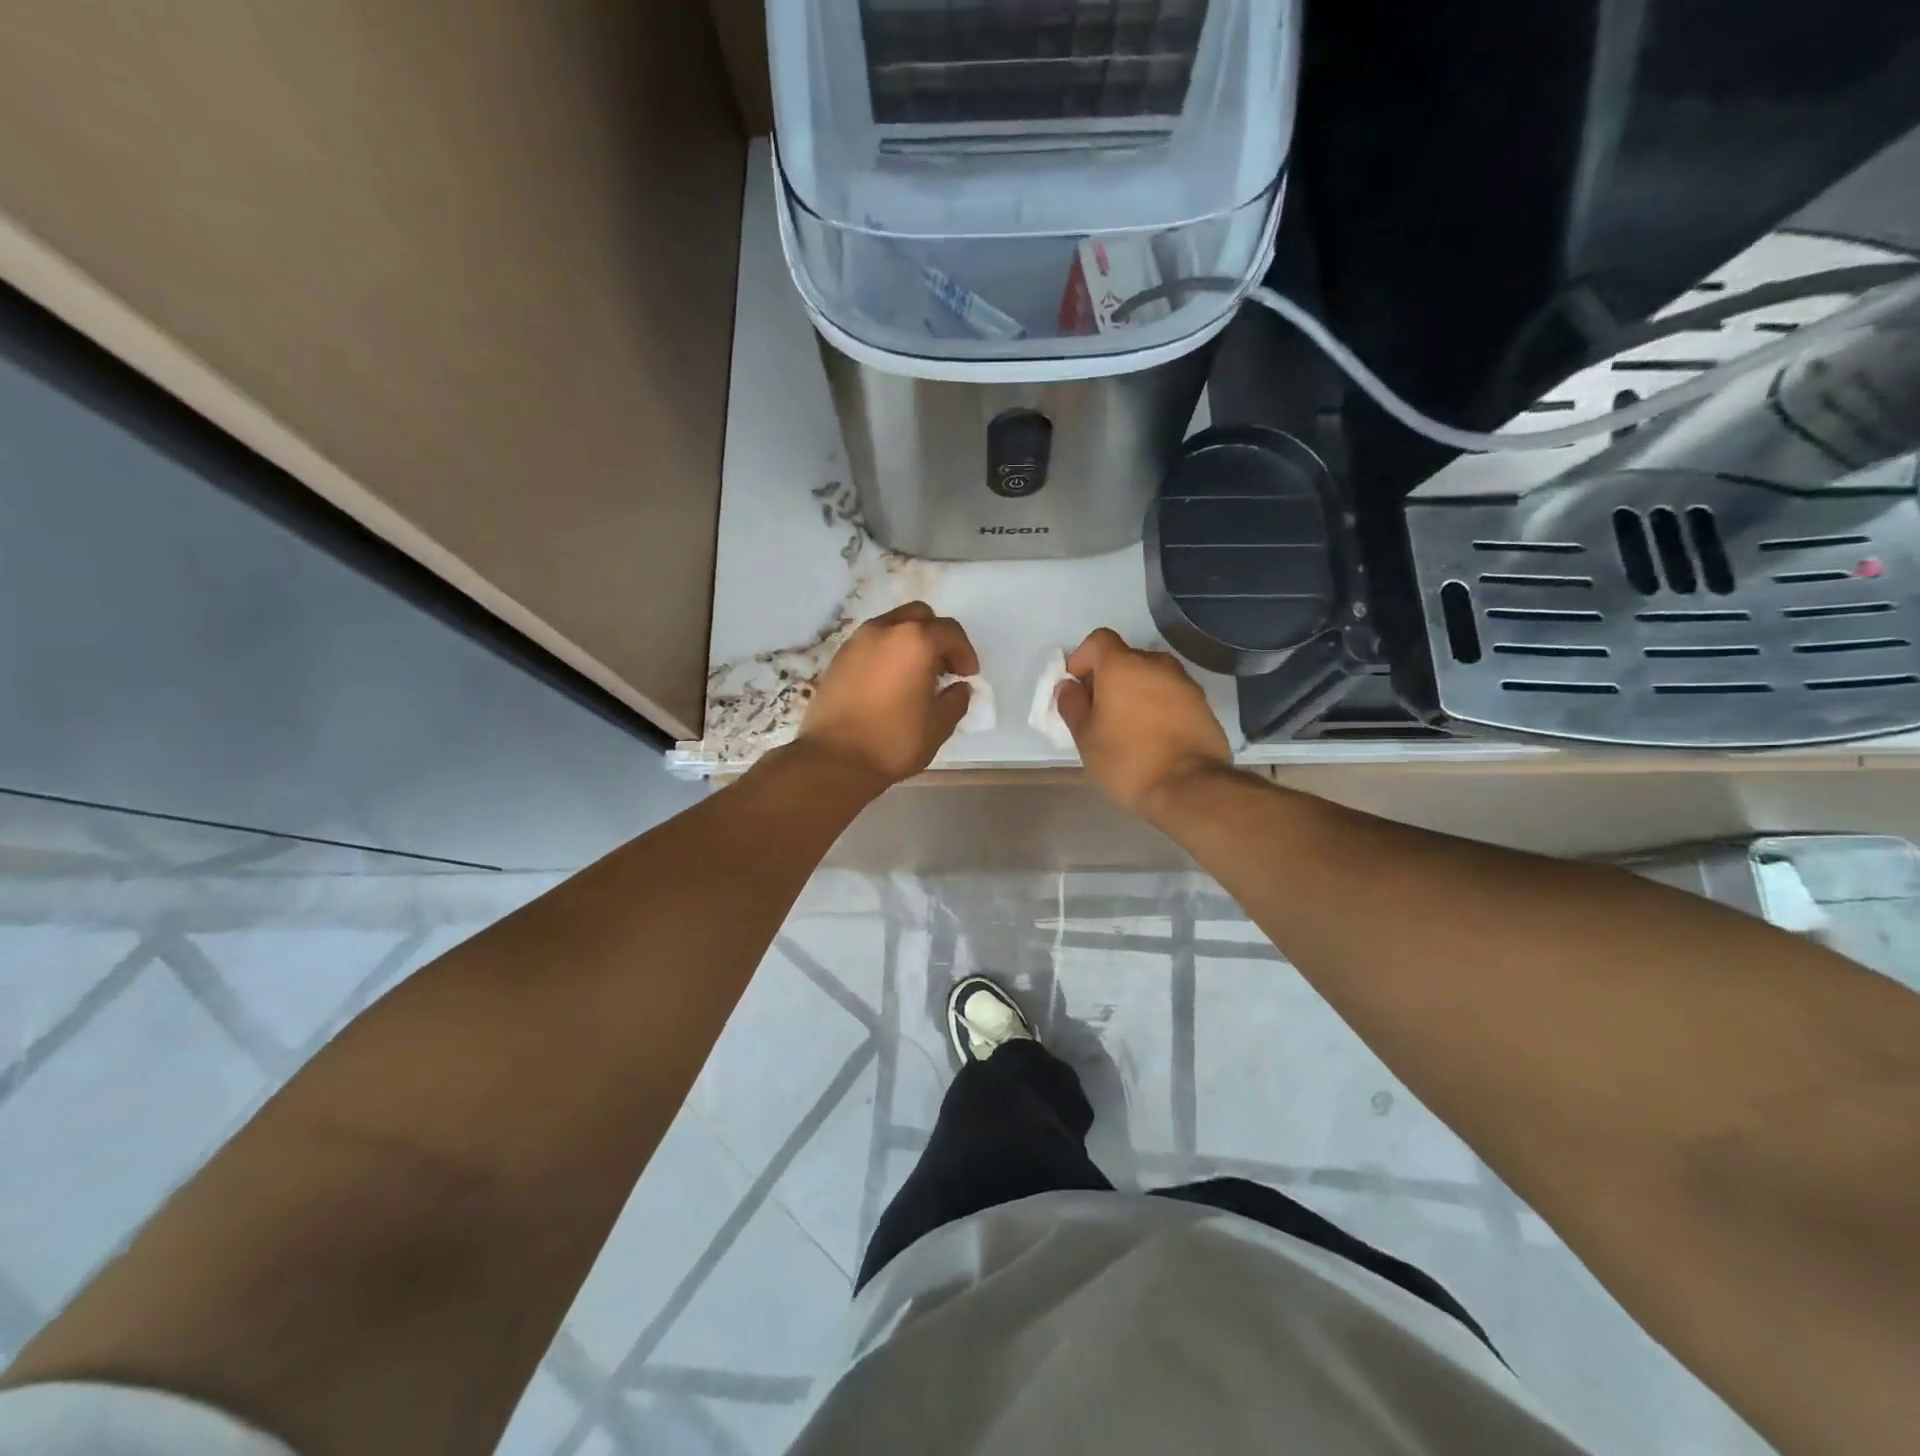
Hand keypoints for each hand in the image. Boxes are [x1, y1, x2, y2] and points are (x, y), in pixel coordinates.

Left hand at [796, 602, 978, 787]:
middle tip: (943, 668)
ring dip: (910, 643)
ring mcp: (857, 642)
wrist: (835, 759)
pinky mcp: (838, 658)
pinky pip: (871, 644)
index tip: (967, 676)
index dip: (965, 653)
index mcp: (915, 640)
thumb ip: (956, 700)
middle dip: (937, 637)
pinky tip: (890, 684)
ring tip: (916, 676)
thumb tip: (959, 688)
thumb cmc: (894, 741)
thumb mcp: (939, 725)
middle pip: (919, 616)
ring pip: (892, 626)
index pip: (950, 632)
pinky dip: (887, 653)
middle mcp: (884, 630)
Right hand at [1056, 629, 1233, 818]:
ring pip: (1151, 676)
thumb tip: (1068, 686)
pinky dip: (1158, 705)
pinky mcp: (1202, 704)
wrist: (1190, 787)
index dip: (1082, 658)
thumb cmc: (1127, 760)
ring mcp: (1184, 682)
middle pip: (1126, 658)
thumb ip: (1072, 705)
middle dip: (1108, 677)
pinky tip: (1153, 735)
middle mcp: (1156, 664)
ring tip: (1127, 725)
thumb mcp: (1085, 737)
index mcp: (1122, 665)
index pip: (1098, 640)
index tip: (1076, 686)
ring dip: (1135, 691)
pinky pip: (1171, 694)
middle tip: (1098, 710)